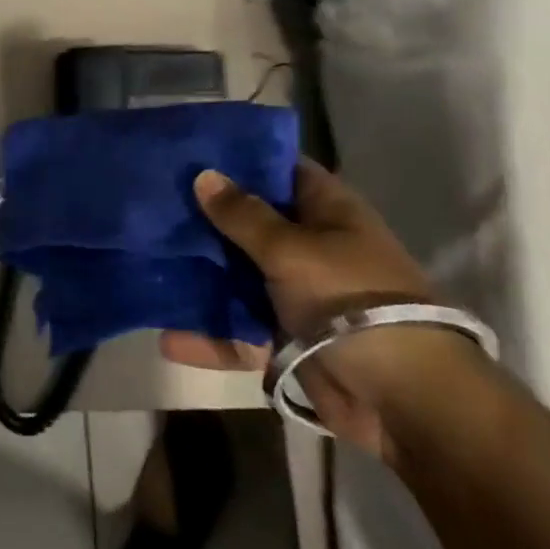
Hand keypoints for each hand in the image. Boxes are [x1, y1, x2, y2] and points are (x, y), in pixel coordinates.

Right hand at [164, 158, 471, 456]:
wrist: (403, 399)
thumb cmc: (349, 299)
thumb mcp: (291, 249)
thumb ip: (243, 215)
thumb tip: (204, 174)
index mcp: (326, 212)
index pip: (279, 168)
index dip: (239, 157)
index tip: (189, 149)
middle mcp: (310, 246)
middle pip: (249, 222)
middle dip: (205, 216)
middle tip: (151, 201)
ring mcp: (297, 293)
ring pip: (238, 275)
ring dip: (200, 275)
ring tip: (146, 262)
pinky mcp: (286, 338)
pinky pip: (239, 330)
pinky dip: (209, 335)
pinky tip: (166, 336)